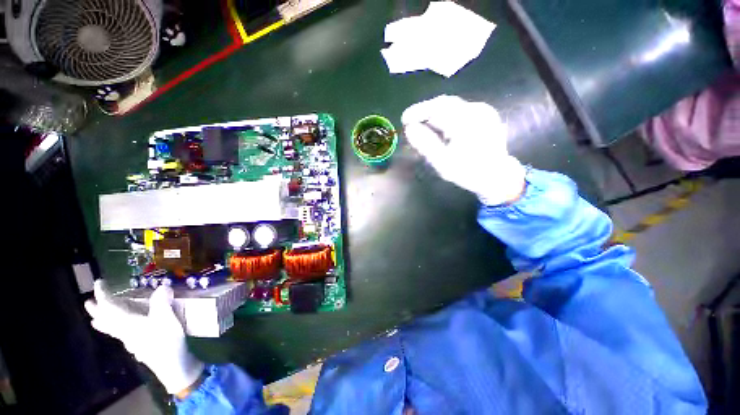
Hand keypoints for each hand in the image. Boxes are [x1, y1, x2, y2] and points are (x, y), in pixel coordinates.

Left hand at [85, 280, 203, 394]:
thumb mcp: (167, 320)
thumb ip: (162, 302)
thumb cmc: (167, 345)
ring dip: (104, 325)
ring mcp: (132, 343)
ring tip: (95, 323)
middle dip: (96, 312)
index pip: (108, 306)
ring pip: (113, 331)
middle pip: (106, 320)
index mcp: (126, 322)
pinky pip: (123, 340)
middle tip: (87, 304)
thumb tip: (164, 287)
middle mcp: (125, 332)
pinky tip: (123, 341)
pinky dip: (118, 336)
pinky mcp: (141, 351)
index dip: (102, 294)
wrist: (176, 372)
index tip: (98, 282)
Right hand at [402, 95, 526, 204]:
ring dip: (439, 113)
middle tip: (415, 124)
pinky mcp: (487, 113)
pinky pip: (463, 108)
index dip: (418, 111)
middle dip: (427, 112)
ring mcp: (484, 110)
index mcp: (467, 122)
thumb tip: (410, 127)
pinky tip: (448, 128)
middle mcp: (476, 110)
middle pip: (444, 103)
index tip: (405, 119)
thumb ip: (425, 144)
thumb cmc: (470, 172)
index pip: (436, 107)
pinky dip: (451, 114)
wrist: (499, 177)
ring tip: (430, 127)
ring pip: (453, 104)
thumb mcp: (444, 163)